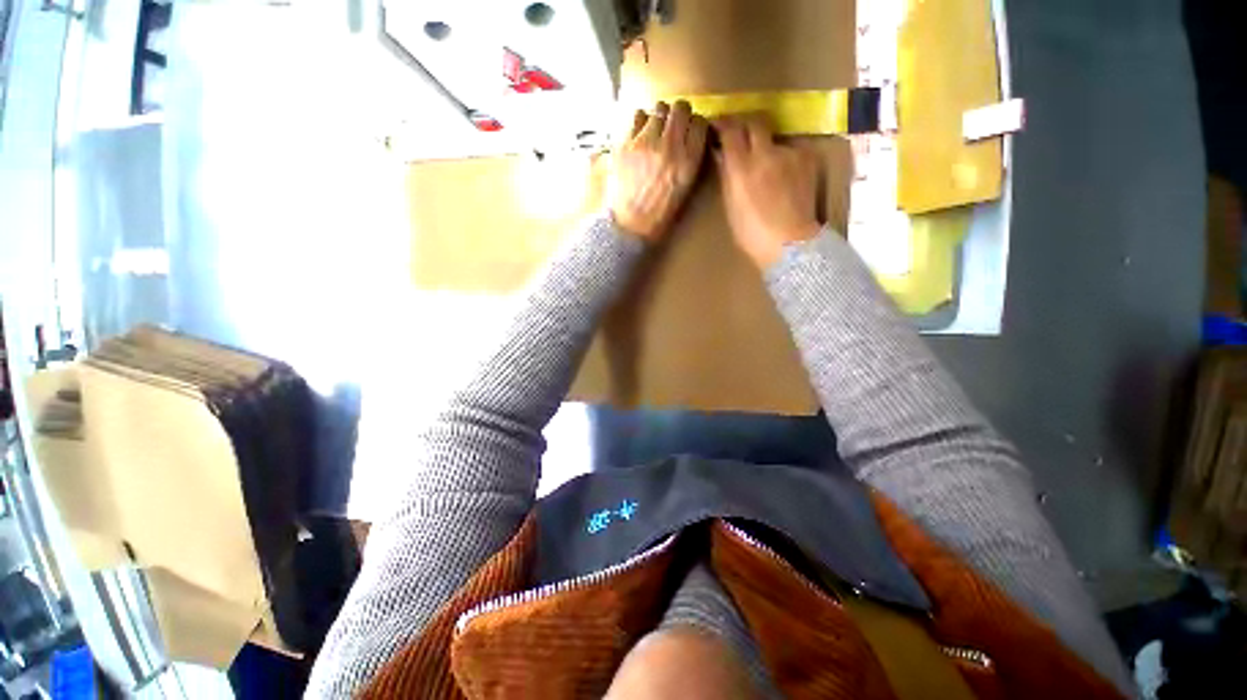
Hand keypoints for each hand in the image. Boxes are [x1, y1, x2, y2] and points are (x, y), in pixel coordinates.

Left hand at [608, 101, 709, 242]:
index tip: (689, 131)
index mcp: (688, 162)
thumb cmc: (657, 216)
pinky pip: (636, 116)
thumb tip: (689, 141)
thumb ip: (689, 162)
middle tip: (671, 126)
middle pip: (681, 108)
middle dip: (678, 115)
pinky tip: (638, 135)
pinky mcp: (625, 142)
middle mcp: (670, 147)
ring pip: (658, 108)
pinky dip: (639, 122)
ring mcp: (646, 142)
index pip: (699, 123)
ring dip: (658, 117)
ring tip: (653, 131)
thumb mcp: (683, 191)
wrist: (629, 226)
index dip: (694, 125)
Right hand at [714, 114, 821, 269]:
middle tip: (740, 133)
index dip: (723, 123)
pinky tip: (783, 176)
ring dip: (765, 144)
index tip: (718, 124)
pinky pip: (790, 149)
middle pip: (754, 121)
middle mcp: (765, 153)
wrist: (790, 242)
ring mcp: (789, 153)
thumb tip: (724, 155)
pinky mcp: (807, 158)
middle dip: (745, 123)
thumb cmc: (752, 233)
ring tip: (765, 164)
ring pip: (774, 137)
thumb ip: (728, 176)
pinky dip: (783, 157)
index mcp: (741, 167)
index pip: (731, 130)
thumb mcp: (731, 206)